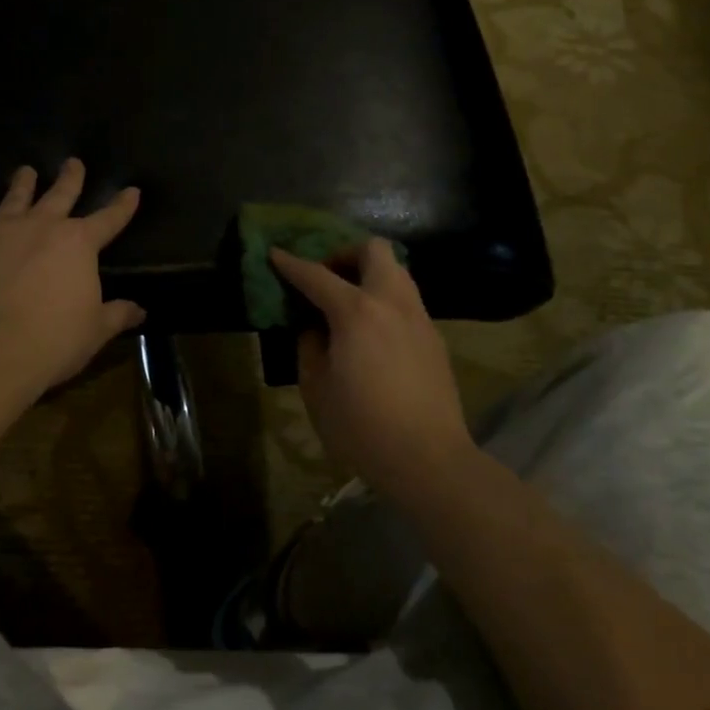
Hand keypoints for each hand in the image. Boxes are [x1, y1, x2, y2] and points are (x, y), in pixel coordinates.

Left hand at [0, 159, 144, 395]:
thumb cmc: (52, 340)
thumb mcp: (94, 331)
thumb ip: (116, 315)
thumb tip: (139, 310)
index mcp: (79, 243)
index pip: (109, 219)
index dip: (123, 205)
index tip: (132, 190)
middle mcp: (42, 226)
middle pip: (60, 194)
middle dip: (71, 178)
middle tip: (73, 162)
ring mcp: (1, 230)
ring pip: (15, 197)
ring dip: (22, 183)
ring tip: (26, 170)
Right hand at [272, 240, 475, 508]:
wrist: (428, 459)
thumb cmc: (361, 426)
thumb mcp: (316, 388)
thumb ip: (310, 346)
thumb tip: (314, 327)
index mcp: (356, 312)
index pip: (317, 275)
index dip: (292, 263)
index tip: (275, 253)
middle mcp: (391, 302)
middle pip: (374, 250)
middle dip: (345, 253)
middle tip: (326, 276)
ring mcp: (419, 318)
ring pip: (397, 271)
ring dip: (370, 273)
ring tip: (349, 301)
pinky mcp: (434, 338)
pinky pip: (407, 300)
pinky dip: (385, 299)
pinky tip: (373, 330)